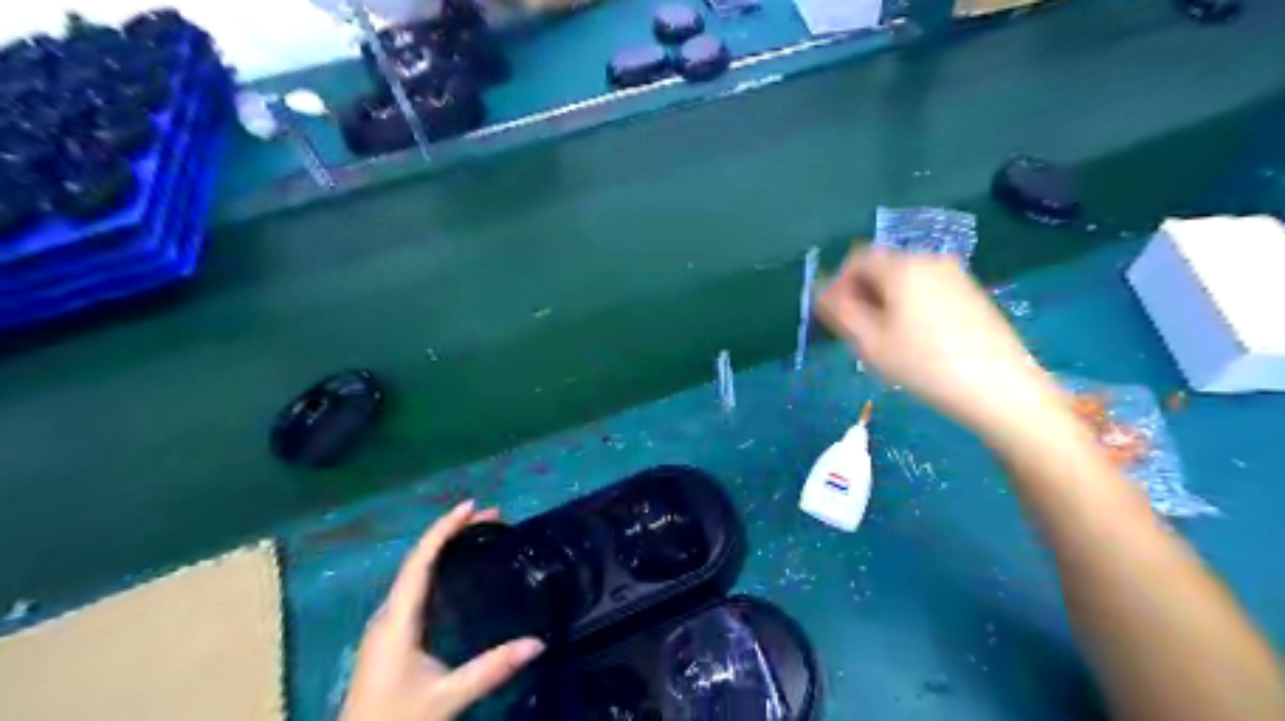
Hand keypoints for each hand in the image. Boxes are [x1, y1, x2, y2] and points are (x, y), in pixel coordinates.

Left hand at [338, 499, 542, 719]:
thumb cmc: (396, 720)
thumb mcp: (447, 697)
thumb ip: (491, 669)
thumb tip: (538, 642)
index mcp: (397, 619)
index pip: (420, 561)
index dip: (444, 529)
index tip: (471, 506)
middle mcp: (389, 613)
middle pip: (419, 558)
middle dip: (452, 531)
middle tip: (491, 517)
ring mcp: (387, 624)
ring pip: (415, 571)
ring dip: (444, 546)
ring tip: (477, 534)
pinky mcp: (391, 635)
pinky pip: (415, 585)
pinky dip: (437, 566)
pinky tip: (455, 571)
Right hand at [818, 248, 1071, 442]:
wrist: (1000, 388)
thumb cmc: (924, 364)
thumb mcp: (870, 342)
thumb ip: (839, 311)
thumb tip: (821, 291)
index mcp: (902, 267)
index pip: (857, 259)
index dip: (838, 284)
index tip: (833, 316)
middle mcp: (930, 260)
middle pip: (882, 267)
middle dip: (861, 293)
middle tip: (856, 332)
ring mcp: (956, 275)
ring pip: (905, 280)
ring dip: (885, 301)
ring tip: (885, 340)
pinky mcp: (973, 294)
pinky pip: (927, 290)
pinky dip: (910, 306)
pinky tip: (916, 340)